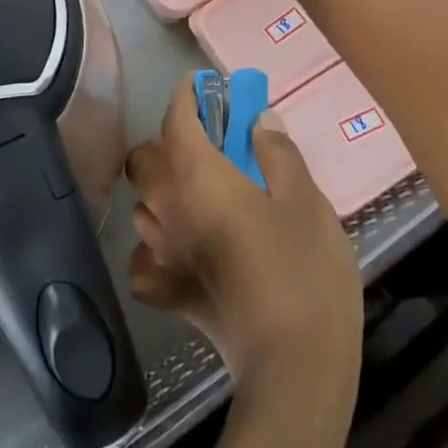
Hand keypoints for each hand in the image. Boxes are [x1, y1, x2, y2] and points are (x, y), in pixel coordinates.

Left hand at [126, 84, 363, 405]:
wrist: (294, 360)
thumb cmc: (303, 267)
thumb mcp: (304, 199)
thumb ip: (276, 152)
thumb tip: (258, 120)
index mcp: (196, 174)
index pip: (176, 119)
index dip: (187, 96)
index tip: (202, 86)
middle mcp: (165, 206)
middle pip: (145, 159)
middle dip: (168, 143)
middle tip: (207, 147)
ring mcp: (159, 251)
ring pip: (143, 204)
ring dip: (164, 191)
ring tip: (200, 196)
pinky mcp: (165, 291)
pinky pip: (146, 258)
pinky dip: (158, 247)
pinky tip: (184, 251)